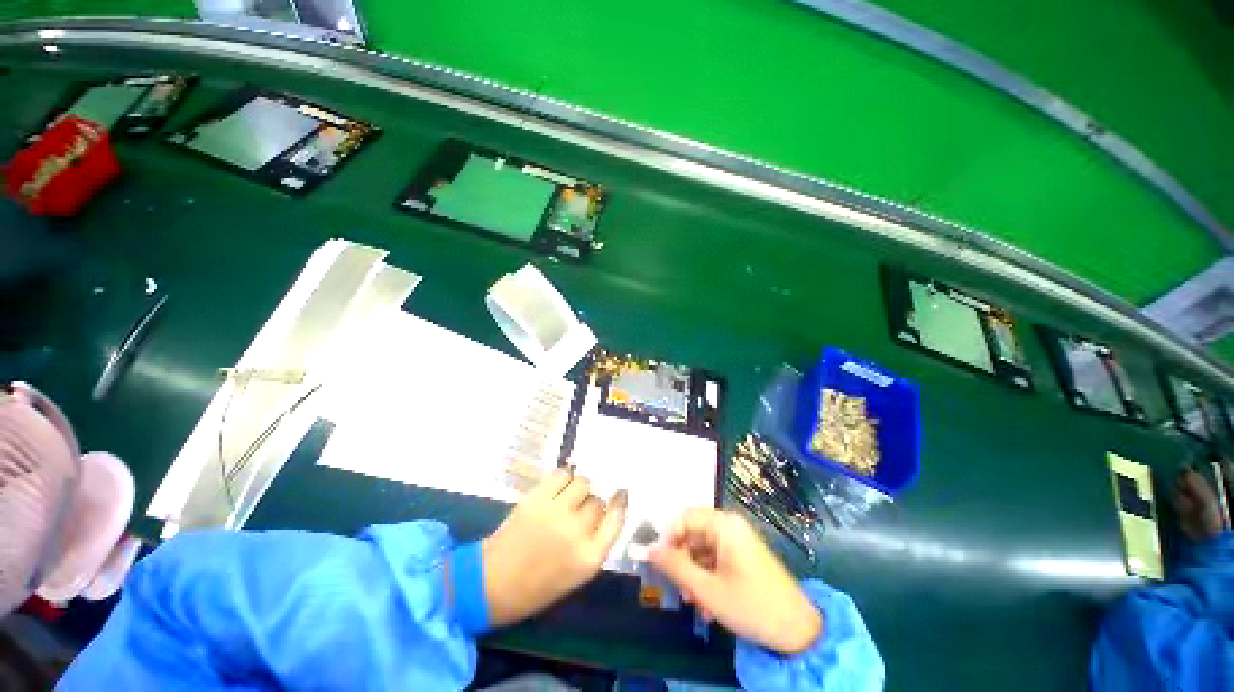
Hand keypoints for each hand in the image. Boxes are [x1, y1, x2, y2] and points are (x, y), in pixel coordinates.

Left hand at [481, 467, 627, 626]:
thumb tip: (606, 511)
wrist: (491, 584)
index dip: (619, 503)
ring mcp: (557, 511)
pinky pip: (562, 474)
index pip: (616, 519)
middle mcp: (577, 531)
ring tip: (569, 495)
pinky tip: (559, 485)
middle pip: (598, 501)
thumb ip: (595, 543)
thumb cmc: (536, 587)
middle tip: (579, 508)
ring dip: (579, 488)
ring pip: (582, 483)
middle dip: (592, 504)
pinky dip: (564, 477)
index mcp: (589, 558)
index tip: (620, 493)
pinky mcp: (537, 498)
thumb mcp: (576, 574)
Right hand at [650, 508, 821, 654]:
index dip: (667, 538)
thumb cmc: (750, 605)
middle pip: (693, 533)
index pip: (684, 518)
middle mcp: (730, 525)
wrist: (798, 631)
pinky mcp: (743, 555)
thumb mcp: (706, 589)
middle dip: (681, 560)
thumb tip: (647, 550)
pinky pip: (715, 558)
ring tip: (692, 601)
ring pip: (702, 548)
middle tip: (676, 587)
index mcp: (724, 524)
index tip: (656, 562)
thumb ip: (674, 566)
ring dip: (693, 572)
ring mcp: (738, 540)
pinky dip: (707, 576)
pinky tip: (707, 603)